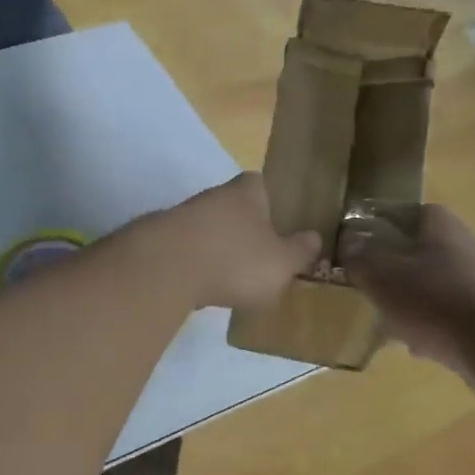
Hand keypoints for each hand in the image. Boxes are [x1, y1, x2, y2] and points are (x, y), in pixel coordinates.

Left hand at [144, 173, 320, 310]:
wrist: (165, 269)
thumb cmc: (235, 259)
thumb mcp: (282, 262)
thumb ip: (300, 251)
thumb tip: (314, 238)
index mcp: (248, 190)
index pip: (263, 184)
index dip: (274, 203)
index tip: (282, 227)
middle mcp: (215, 195)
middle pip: (235, 209)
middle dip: (247, 232)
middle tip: (262, 260)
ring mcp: (183, 216)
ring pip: (210, 231)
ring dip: (220, 251)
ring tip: (234, 282)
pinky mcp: (160, 242)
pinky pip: (188, 253)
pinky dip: (198, 268)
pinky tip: (204, 289)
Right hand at [341, 203, 474, 380]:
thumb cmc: (432, 298)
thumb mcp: (380, 275)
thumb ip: (359, 258)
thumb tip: (348, 246)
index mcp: (435, 223)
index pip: (398, 214)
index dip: (372, 230)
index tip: (353, 252)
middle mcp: (459, 242)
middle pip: (411, 252)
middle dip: (388, 274)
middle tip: (366, 291)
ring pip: (426, 285)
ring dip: (406, 304)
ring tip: (387, 324)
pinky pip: (444, 314)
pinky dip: (428, 326)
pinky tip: (416, 346)